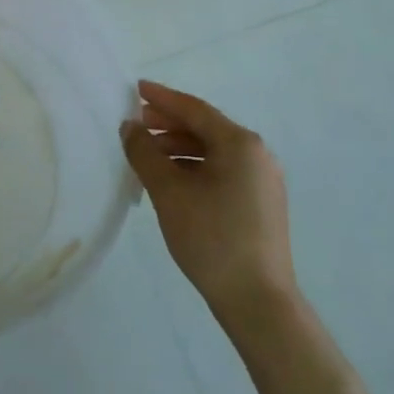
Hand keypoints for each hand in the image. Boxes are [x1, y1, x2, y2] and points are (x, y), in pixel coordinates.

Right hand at [122, 80, 296, 317]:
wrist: (259, 304)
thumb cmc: (212, 238)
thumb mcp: (168, 191)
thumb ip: (144, 152)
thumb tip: (130, 127)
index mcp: (240, 143)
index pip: (194, 109)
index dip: (162, 98)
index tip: (136, 88)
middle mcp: (257, 155)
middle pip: (205, 128)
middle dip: (168, 124)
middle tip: (136, 123)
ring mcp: (262, 181)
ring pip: (213, 151)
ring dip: (179, 148)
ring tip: (148, 156)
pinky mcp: (261, 205)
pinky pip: (222, 171)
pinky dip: (194, 168)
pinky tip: (172, 181)